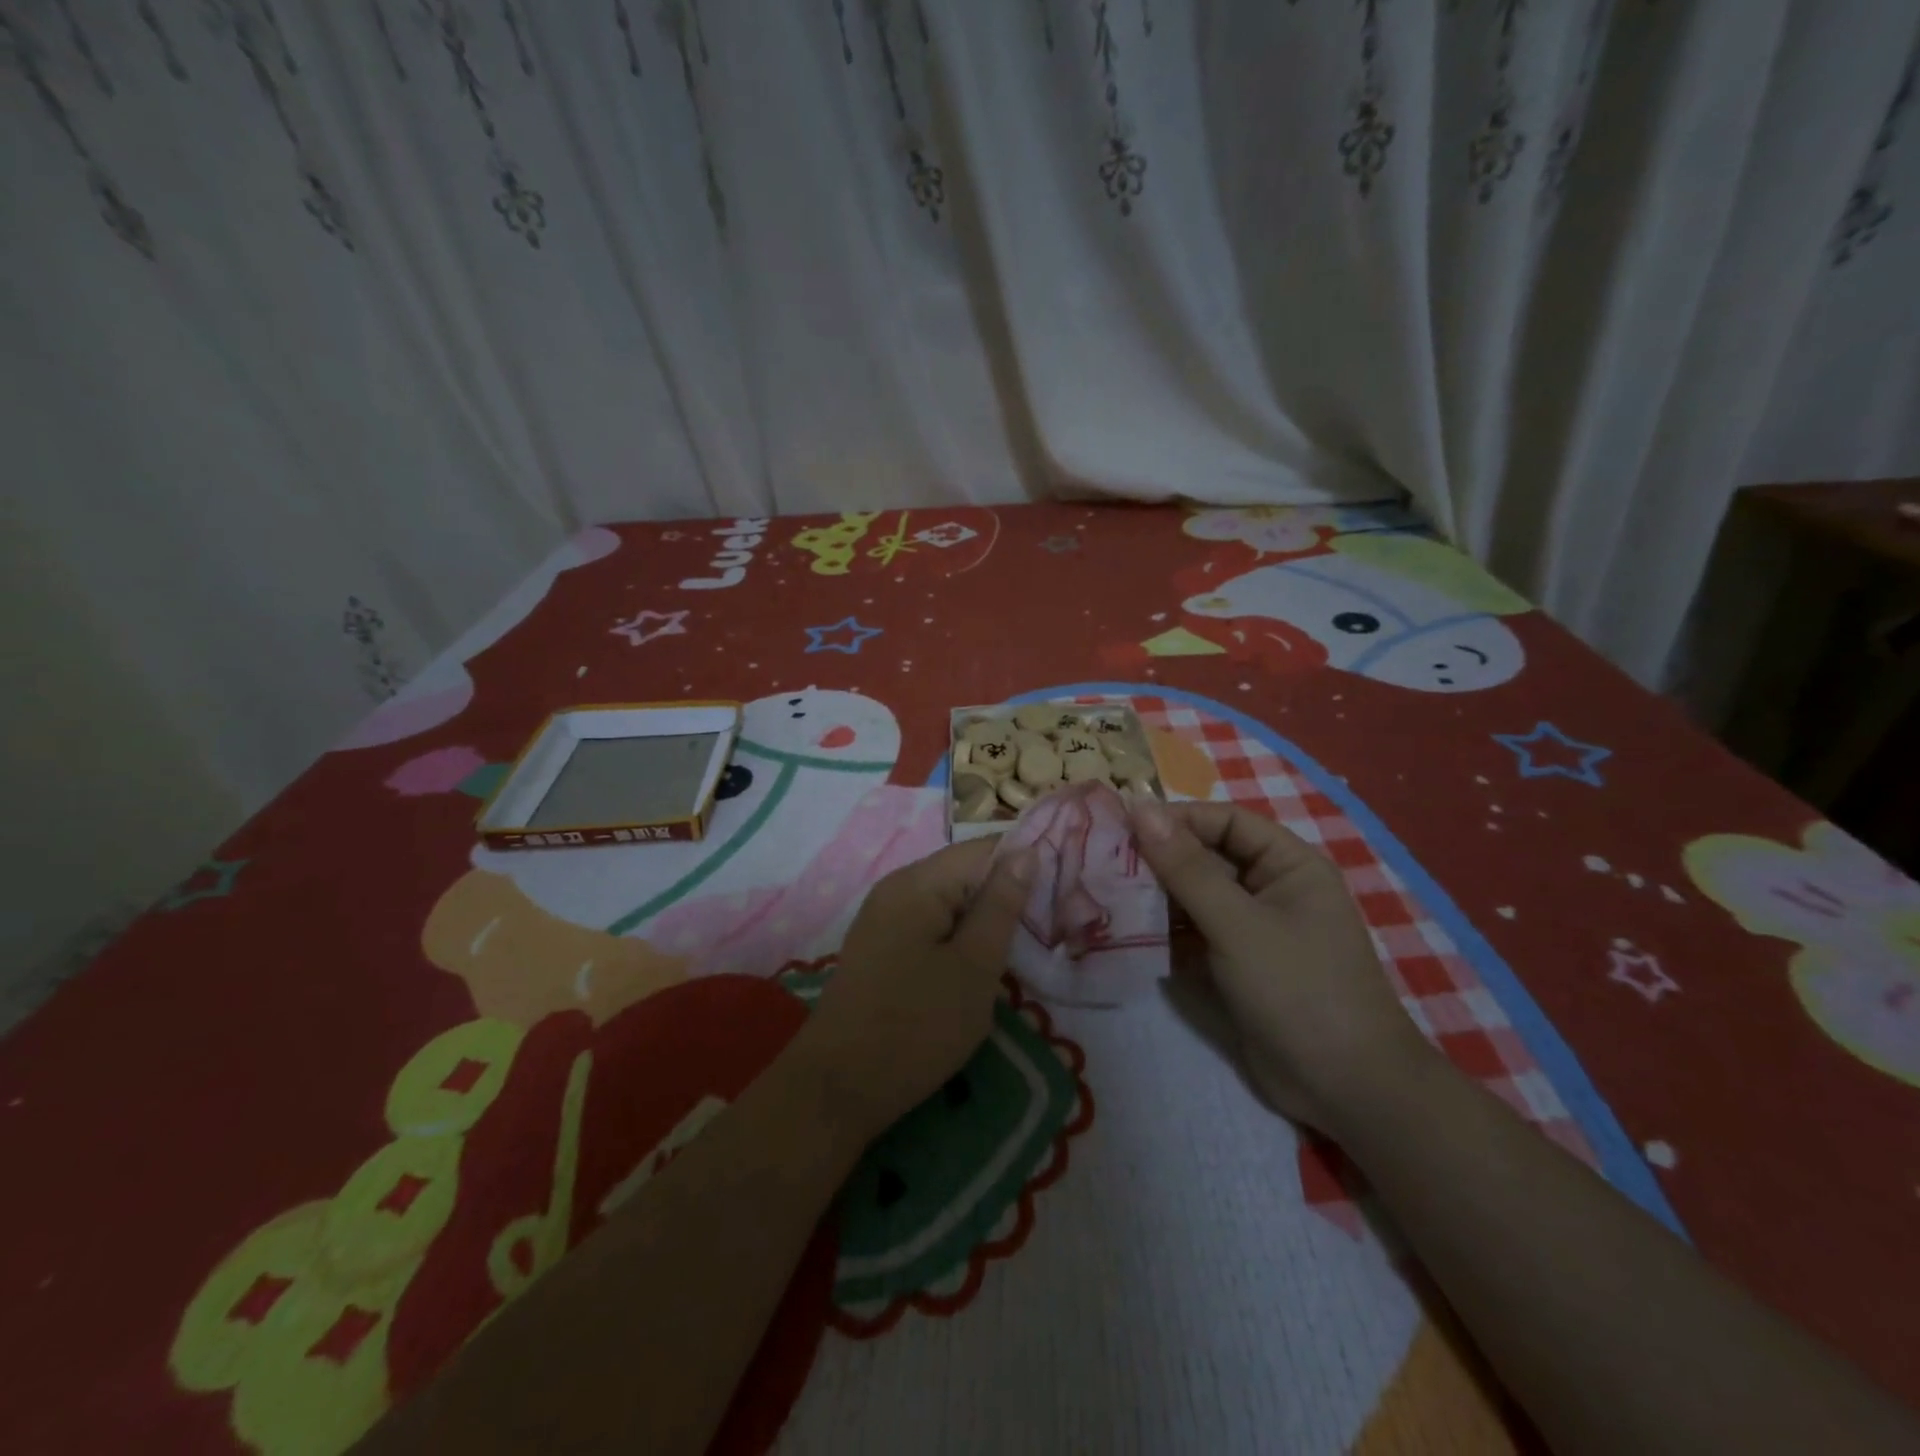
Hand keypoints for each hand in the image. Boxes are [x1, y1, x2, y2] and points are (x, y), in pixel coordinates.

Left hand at [790, 837, 1033, 1144]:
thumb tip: (1027, 851)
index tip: (1063, 890)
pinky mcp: (881, 946)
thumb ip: (1001, 906)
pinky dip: (959, 937)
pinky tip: (979, 964)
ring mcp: (884, 917)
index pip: (983, 849)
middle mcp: (896, 887)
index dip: (1025, 863)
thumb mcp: (974, 967)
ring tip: (1021, 948)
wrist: (838, 1088)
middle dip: (1006, 895)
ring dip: (984, 920)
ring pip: (949, 902)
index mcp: (918, 882)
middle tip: (1049, 927)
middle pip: (964, 873)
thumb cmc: (915, 1027)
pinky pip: (931, 924)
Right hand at [1127, 797, 1429, 1132]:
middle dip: (1159, 861)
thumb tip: (1141, 809)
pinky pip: (1194, 934)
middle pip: (1206, 858)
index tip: (1123, 828)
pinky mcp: (1236, 965)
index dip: (1177, 820)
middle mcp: (1270, 889)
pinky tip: (1128, 933)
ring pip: (1195, 898)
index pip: (1225, 822)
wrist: (1345, 1090)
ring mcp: (1252, 929)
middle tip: (1106, 865)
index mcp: (1288, 865)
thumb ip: (1187, 868)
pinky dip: (1165, 932)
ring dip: (1157, 898)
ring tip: (1108, 897)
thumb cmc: (1298, 989)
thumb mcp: (1238, 924)